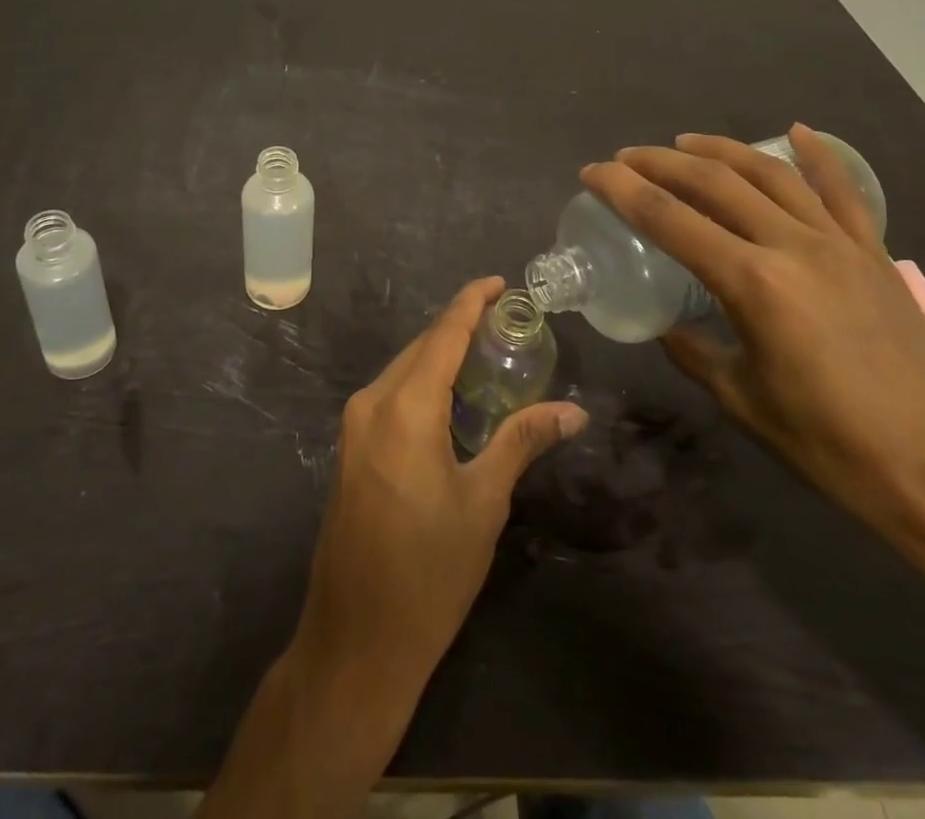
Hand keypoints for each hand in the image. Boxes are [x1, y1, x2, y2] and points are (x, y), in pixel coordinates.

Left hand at [291, 276, 587, 701]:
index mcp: (404, 407)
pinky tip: (453, 401)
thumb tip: (573, 411)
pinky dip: (423, 385)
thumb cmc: (429, 573)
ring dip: (441, 358)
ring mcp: (354, 427)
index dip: (470, 302)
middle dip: (460, 328)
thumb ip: (522, 441)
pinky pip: (391, 396)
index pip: (442, 334)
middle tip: (506, 324)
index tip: (498, 282)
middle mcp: (372, 403)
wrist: (356, 642)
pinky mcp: (351, 450)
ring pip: (403, 370)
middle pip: (421, 348)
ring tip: (488, 356)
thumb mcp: (484, 502)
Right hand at [581, 126, 924, 556]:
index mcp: (753, 284)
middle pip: (715, 183)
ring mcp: (840, 245)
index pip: (670, 220)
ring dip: (721, 150)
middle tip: (626, 157)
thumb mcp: (743, 401)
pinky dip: (818, 156)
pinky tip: (796, 131)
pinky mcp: (876, 255)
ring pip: (771, 174)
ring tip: (684, 142)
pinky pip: (842, 192)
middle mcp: (793, 247)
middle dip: (661, 162)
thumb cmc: (834, 447)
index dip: (623, 190)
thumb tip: (667, 326)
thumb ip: (695, 353)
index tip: (592, 172)